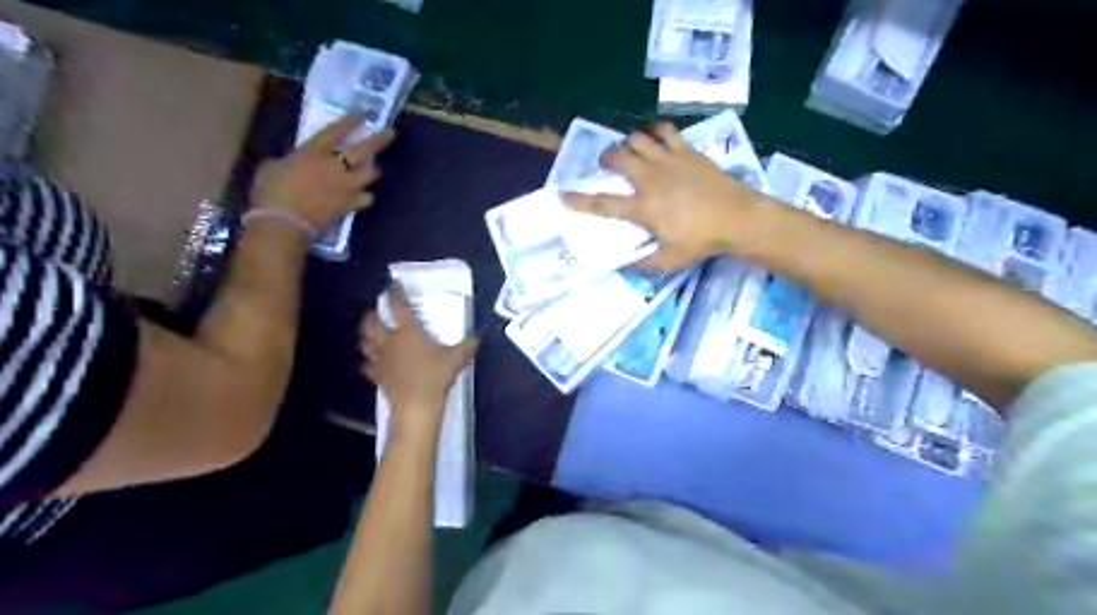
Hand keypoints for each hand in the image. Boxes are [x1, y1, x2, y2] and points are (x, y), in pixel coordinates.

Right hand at [251, 111, 396, 225]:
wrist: (284, 220)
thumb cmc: (271, 190)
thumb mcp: (273, 166)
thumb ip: (289, 161)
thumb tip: (292, 163)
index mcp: (314, 151)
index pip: (337, 130)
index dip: (354, 120)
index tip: (368, 113)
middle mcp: (335, 166)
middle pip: (364, 149)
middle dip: (380, 140)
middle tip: (392, 133)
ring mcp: (346, 186)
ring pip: (371, 174)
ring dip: (373, 171)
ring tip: (374, 170)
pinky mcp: (350, 205)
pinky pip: (366, 199)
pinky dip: (365, 198)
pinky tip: (362, 198)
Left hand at [364, 287, 479, 431]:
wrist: (416, 405)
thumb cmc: (435, 376)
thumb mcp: (456, 359)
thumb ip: (466, 347)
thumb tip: (477, 338)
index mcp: (407, 331)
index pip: (396, 306)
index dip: (394, 294)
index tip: (394, 288)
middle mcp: (390, 341)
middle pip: (371, 323)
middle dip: (371, 315)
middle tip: (376, 311)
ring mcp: (380, 359)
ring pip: (365, 342)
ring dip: (366, 336)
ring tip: (371, 334)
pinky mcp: (377, 375)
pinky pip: (368, 365)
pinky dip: (369, 362)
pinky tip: (373, 363)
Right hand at [566, 122, 769, 267]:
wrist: (737, 217)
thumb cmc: (701, 241)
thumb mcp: (668, 261)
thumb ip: (641, 263)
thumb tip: (622, 264)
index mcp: (642, 207)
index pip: (603, 203)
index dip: (579, 200)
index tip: (562, 195)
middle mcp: (649, 179)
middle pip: (617, 157)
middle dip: (605, 158)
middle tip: (606, 165)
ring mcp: (668, 160)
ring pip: (637, 139)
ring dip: (628, 144)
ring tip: (630, 152)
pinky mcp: (686, 151)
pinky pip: (665, 131)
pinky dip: (656, 131)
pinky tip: (656, 138)